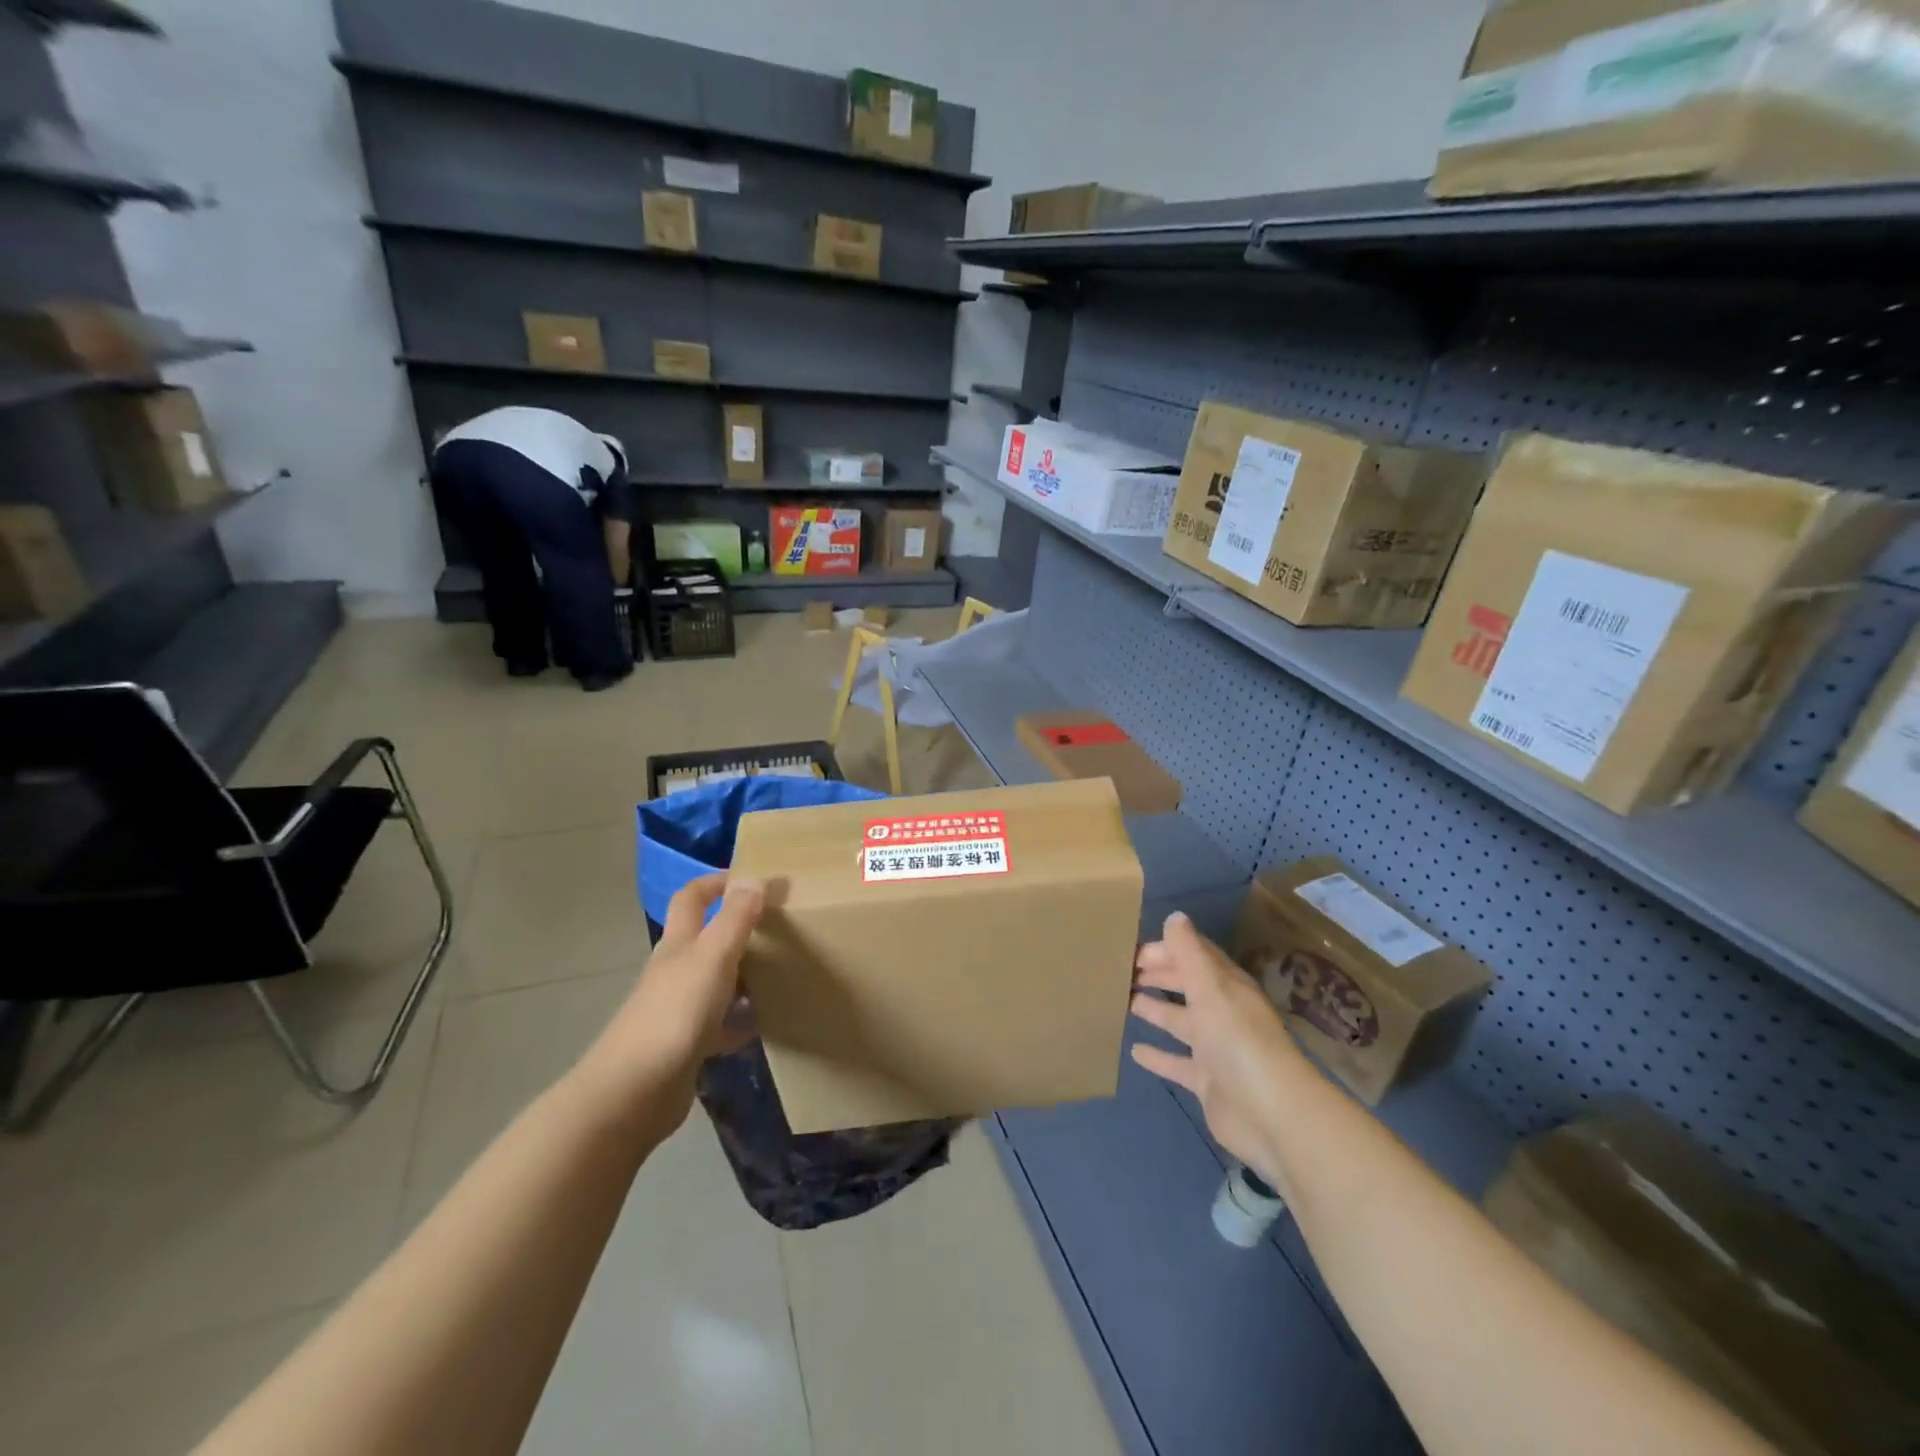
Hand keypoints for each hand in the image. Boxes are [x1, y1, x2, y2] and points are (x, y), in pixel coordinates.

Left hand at [576, 873, 763, 1129]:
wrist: (635, 1092)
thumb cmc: (675, 1012)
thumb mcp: (713, 957)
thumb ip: (735, 918)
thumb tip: (754, 877)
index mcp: (678, 944)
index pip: (691, 898)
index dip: (716, 882)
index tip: (752, 878)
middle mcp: (675, 971)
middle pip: (706, 939)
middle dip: (738, 928)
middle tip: (780, 926)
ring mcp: (679, 1009)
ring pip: (716, 981)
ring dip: (744, 974)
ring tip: (783, 971)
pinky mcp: (687, 1045)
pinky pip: (721, 1023)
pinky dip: (742, 1019)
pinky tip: (767, 1022)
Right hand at [1129, 912, 1304, 1188]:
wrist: (1272, 1115)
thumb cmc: (1238, 1041)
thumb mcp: (1210, 988)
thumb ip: (1189, 953)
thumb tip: (1175, 916)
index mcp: (1227, 987)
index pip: (1195, 957)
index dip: (1167, 950)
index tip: (1132, 950)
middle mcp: (1222, 1013)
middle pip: (1187, 986)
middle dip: (1159, 976)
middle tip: (1122, 972)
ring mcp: (1215, 1050)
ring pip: (1180, 1022)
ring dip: (1155, 1011)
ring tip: (1124, 1002)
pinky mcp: (1208, 1083)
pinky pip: (1177, 1063)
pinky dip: (1158, 1056)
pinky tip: (1134, 1051)